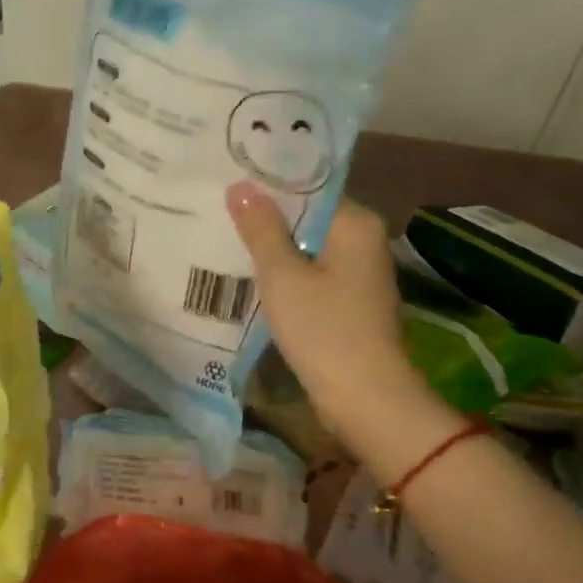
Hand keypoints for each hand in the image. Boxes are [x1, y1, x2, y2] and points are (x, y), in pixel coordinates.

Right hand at [226, 183, 426, 433]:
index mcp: (356, 224)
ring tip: (224, 237)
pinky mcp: (348, 302)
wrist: (365, 398)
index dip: (268, 186)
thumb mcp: (282, 276)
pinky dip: (284, 274)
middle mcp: (364, 241)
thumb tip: (242, 186)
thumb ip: (261, 229)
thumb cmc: (323, 329)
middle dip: (265, 218)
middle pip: (307, 219)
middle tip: (218, 210)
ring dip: (271, 248)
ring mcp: (358, 274)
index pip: (308, 189)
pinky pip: (310, 274)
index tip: (230, 184)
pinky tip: (249, 275)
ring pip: (306, 248)